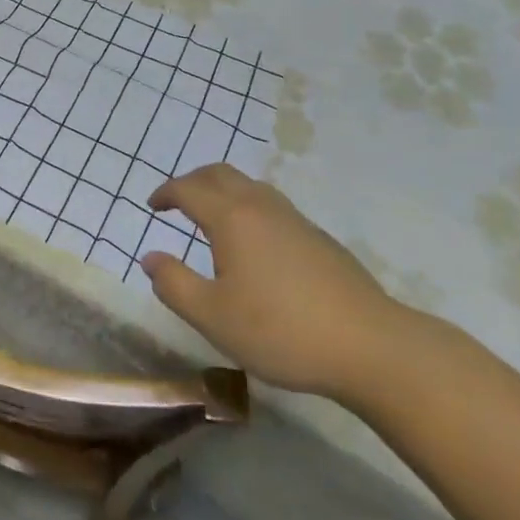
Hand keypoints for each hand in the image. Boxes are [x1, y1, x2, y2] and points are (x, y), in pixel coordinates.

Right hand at [141, 164, 415, 401]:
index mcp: (231, 218)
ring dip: (222, 190)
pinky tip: (255, 243)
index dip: (166, 193)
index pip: (189, 190)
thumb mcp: (214, 318)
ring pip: (248, 186)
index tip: (152, 205)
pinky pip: (270, 204)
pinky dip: (248, 207)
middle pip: (219, 174)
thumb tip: (150, 258)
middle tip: (177, 201)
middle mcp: (260, 206)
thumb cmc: (281, 331)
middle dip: (193, 181)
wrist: (369, 345)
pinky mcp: (317, 237)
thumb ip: (175, 285)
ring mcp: (293, 218)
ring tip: (212, 217)